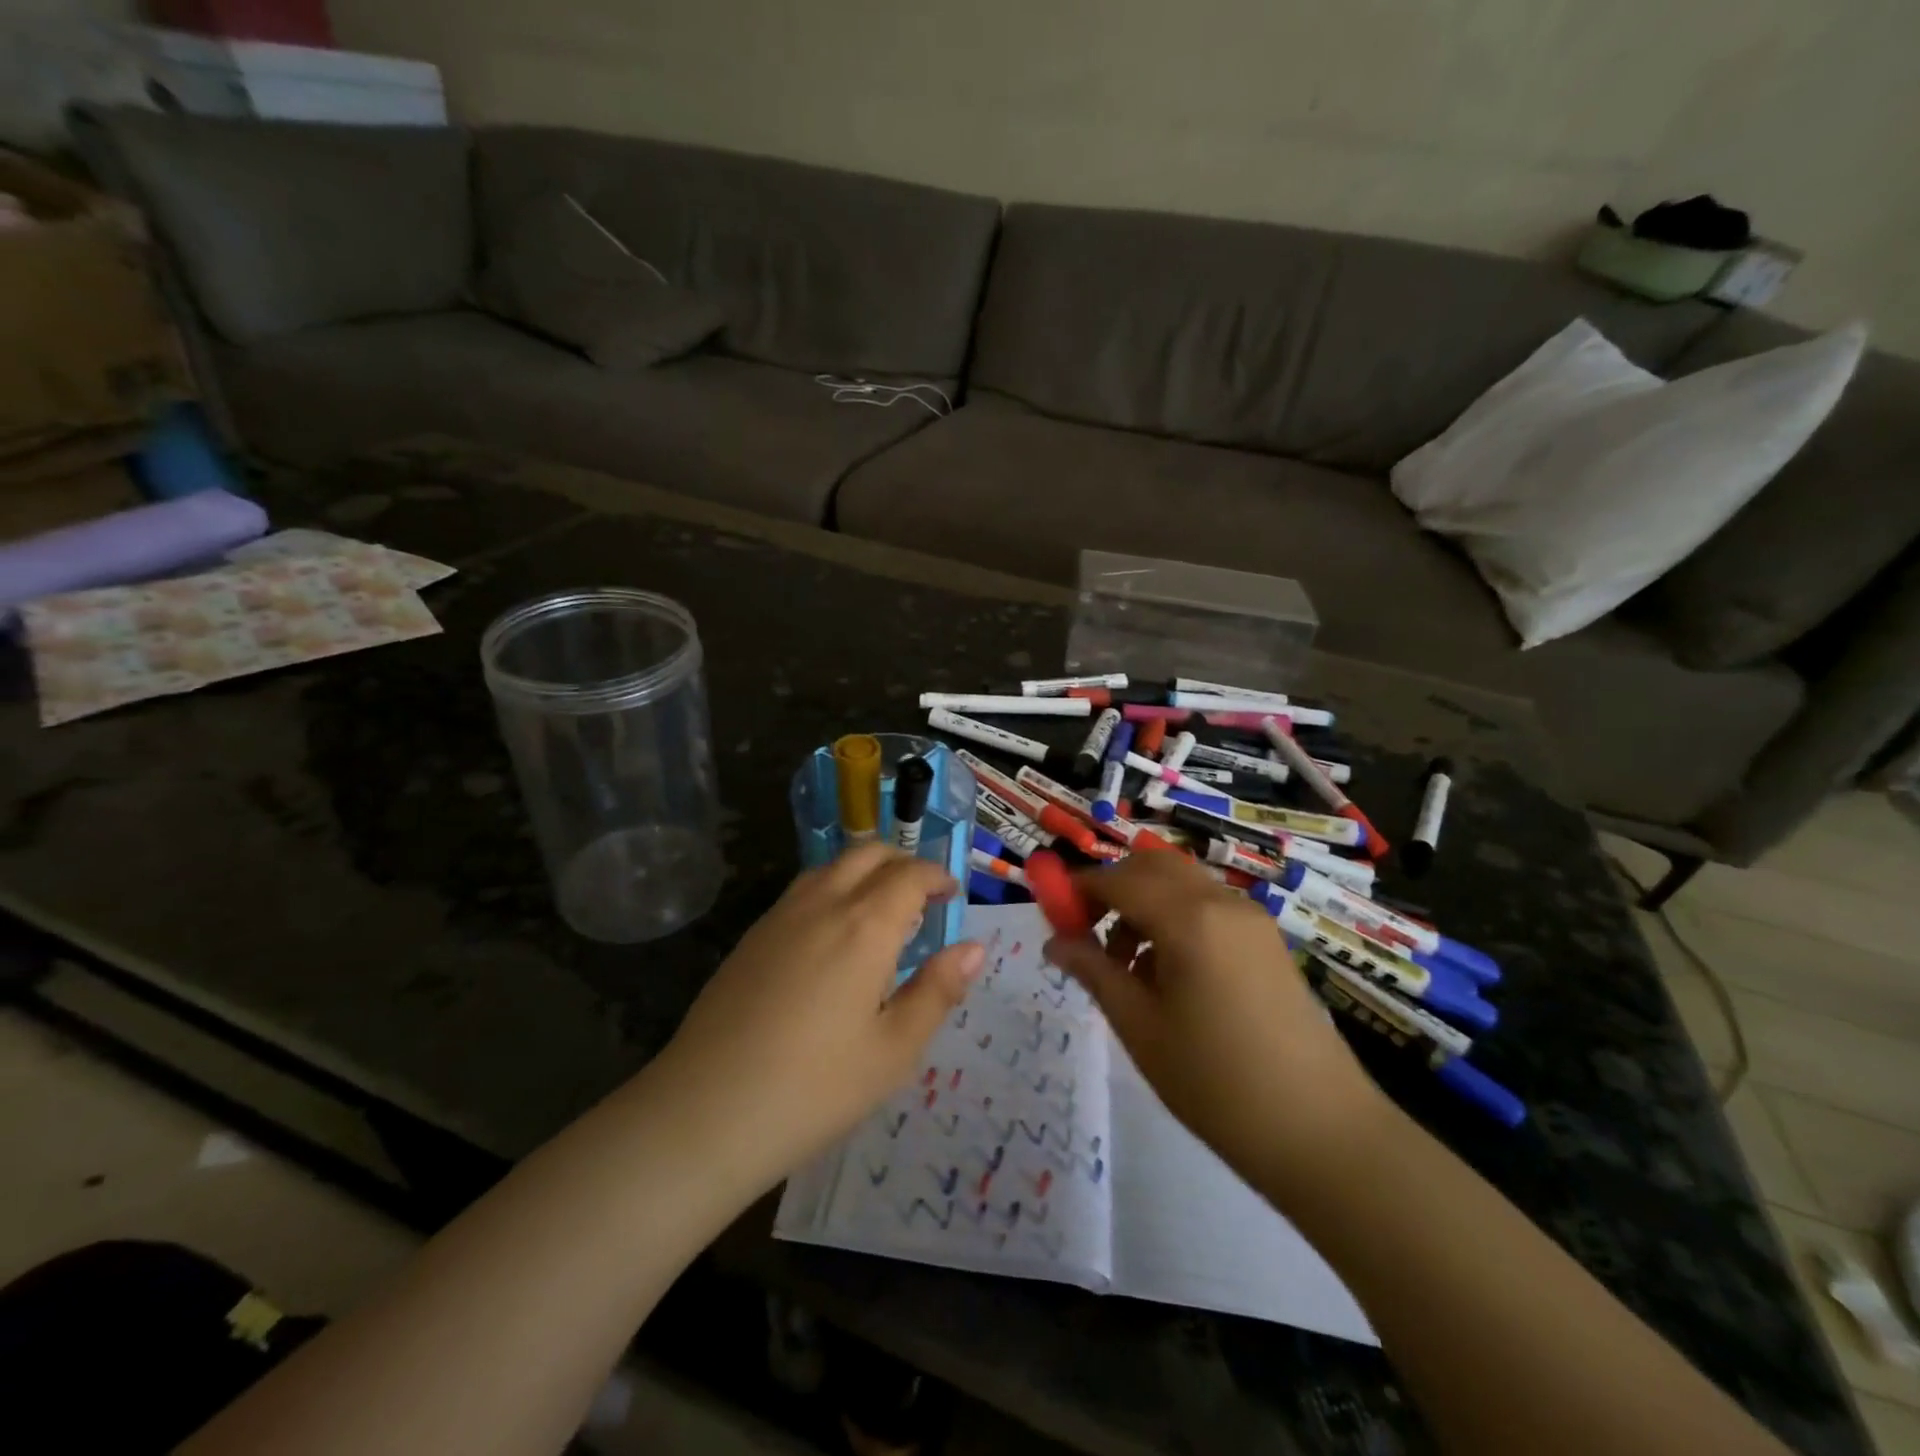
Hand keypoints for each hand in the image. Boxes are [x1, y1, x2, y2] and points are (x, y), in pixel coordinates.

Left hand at [656, 844, 983, 1189]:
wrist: (704, 1112)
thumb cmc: (815, 1088)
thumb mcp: (894, 1050)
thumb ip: (937, 991)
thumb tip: (974, 947)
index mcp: (864, 925)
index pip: (909, 874)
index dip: (937, 876)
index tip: (952, 895)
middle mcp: (822, 904)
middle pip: (868, 854)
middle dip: (902, 863)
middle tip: (923, 896)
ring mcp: (779, 916)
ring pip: (831, 866)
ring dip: (865, 871)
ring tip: (881, 911)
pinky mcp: (751, 937)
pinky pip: (802, 890)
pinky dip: (832, 888)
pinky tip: (833, 934)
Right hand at [1045, 852, 1387, 1192]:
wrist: (1321, 1132)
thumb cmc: (1215, 1082)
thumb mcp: (1139, 1026)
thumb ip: (1093, 970)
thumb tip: (1054, 941)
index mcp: (1189, 918)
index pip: (1118, 878)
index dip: (1078, 888)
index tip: (1052, 914)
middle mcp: (1222, 902)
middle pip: (1152, 865)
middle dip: (1112, 887)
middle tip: (1087, 933)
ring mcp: (1250, 918)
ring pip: (1181, 883)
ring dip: (1143, 903)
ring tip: (1125, 965)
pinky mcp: (1266, 940)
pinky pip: (1207, 906)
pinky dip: (1174, 918)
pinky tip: (1166, 973)